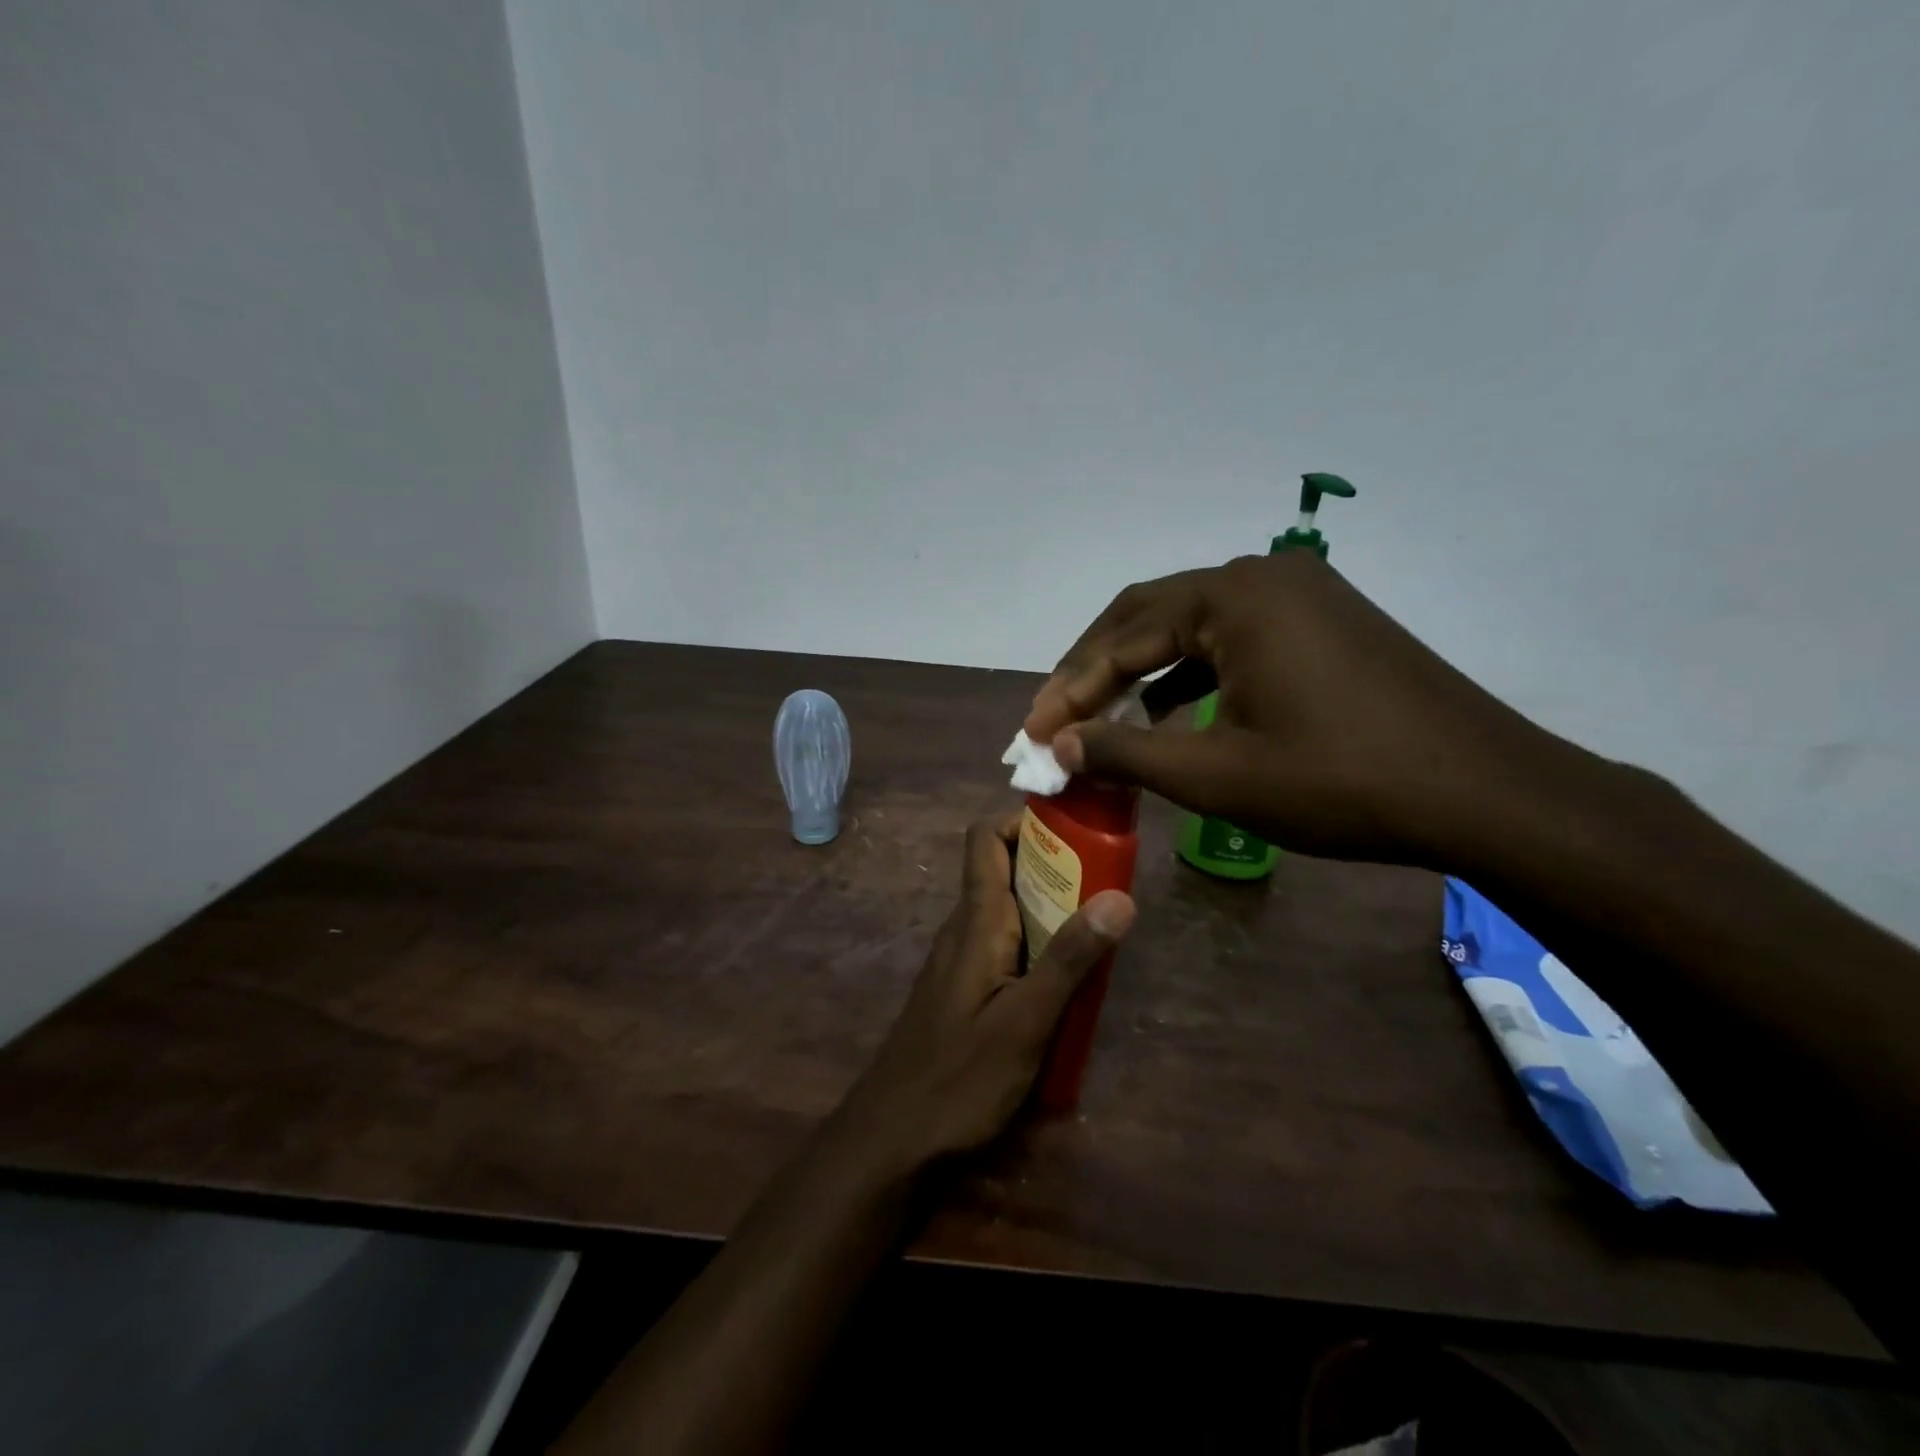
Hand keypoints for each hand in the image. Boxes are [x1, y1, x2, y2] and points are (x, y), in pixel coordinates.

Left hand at [835, 813, 1135, 1167]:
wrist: (892, 1136)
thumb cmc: (959, 1077)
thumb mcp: (1026, 1021)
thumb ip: (1070, 959)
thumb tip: (1121, 897)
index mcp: (976, 921)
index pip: (985, 839)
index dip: (1022, 821)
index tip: (1073, 828)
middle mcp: (963, 928)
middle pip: (1002, 870)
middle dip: (1053, 866)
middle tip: (1106, 882)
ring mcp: (959, 960)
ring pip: (1005, 910)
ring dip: (1048, 907)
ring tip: (1098, 926)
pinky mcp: (962, 989)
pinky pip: (1002, 944)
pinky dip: (1035, 943)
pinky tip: (1065, 979)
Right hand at [1022, 551, 1583, 866]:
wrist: (1486, 794)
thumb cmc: (1341, 782)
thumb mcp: (1217, 774)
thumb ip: (1124, 751)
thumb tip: (1057, 745)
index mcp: (1233, 597)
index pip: (1122, 636)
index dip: (1069, 688)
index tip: (1033, 733)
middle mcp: (1262, 576)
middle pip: (1149, 615)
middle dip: (1096, 669)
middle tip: (1055, 718)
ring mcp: (1300, 595)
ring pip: (1191, 626)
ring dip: (1141, 670)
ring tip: (1102, 718)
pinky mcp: (1324, 622)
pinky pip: (1233, 638)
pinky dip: (1190, 673)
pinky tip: (1173, 713)